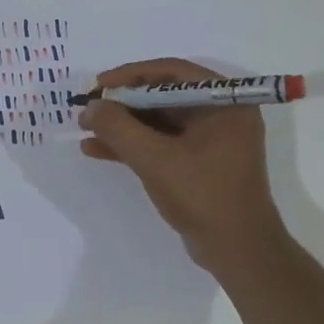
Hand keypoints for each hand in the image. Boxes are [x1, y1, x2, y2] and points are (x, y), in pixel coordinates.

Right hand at [77, 58, 290, 273]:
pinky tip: (98, 151)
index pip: (171, 72)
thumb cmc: (203, 195)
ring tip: (86, 130)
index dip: (130, 76)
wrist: (237, 250)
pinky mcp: (200, 164)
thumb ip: (118, 128)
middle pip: (163, 96)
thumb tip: (90, 107)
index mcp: (224, 101)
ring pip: (159, 122)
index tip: (97, 85)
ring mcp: (211, 141)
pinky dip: (134, 146)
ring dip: (123, 126)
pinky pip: (163, 144)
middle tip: (89, 109)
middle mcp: (221, 114)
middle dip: (123, 104)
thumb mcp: (155, 159)